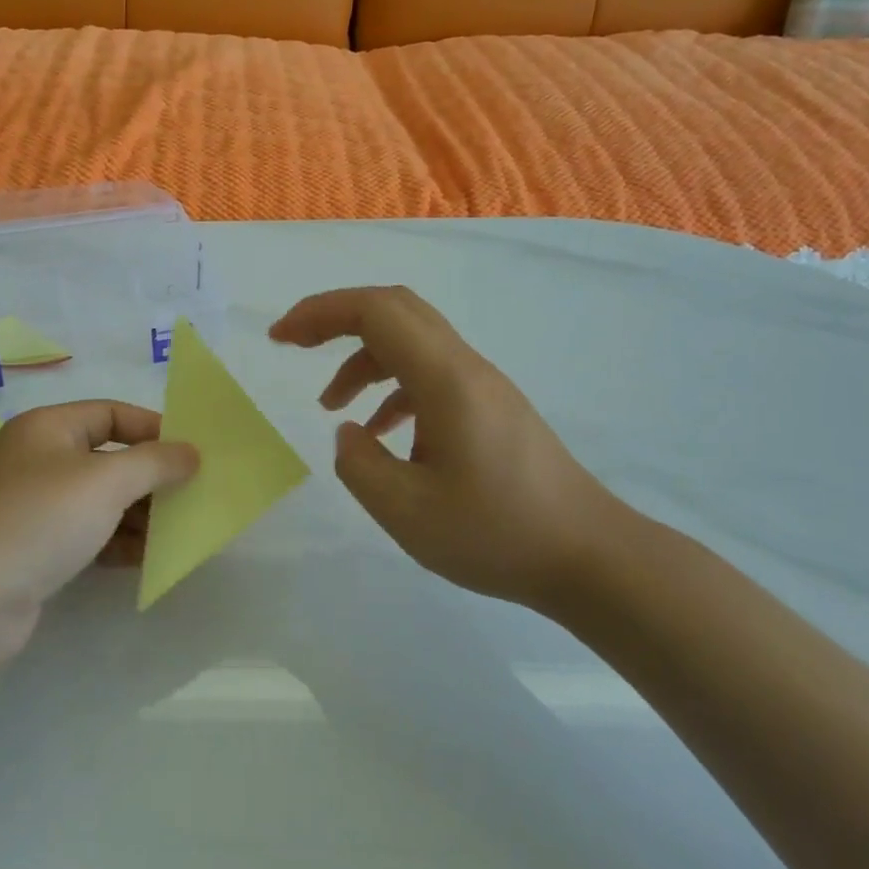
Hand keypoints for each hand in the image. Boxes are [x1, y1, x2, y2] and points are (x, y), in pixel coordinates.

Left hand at [0, 402, 198, 670]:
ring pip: (100, 500)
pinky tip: (146, 560)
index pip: (112, 413)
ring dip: (139, 514)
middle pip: (108, 458)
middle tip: (192, 497)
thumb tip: (191, 453)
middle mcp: (38, 460)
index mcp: (47, 428)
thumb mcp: (104, 482)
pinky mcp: (35, 548)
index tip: (193, 455)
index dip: (155, 429)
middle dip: (151, 477)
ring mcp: (34, 506)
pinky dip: (117, 542)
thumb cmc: (38, 522)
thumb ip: (155, 463)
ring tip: (178, 532)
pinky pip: (88, 534)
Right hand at [270, 286, 628, 615]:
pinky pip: (430, 375)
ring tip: (332, 407)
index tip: (280, 338)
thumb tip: (350, 431)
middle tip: (295, 346)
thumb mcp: (405, 511)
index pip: (376, 311)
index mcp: (445, 380)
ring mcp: (483, 386)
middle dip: (336, 319)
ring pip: (411, 343)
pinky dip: (392, 388)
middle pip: (395, 310)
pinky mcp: (491, 409)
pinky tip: (382, 433)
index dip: (321, 312)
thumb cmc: (496, 534)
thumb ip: (358, 464)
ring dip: (363, 360)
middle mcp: (466, 368)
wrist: (588, 557)